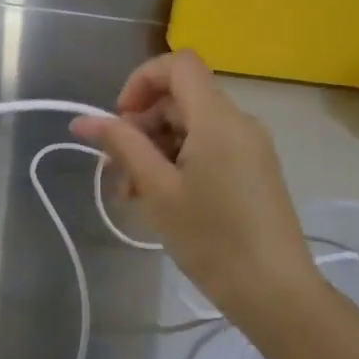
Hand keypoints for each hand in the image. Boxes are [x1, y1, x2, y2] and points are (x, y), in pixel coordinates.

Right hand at [71, 50, 317, 318]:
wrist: (276, 293)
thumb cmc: (211, 238)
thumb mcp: (157, 188)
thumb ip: (121, 145)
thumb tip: (82, 119)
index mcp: (218, 119)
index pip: (178, 64)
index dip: (141, 80)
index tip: (120, 120)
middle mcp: (238, 122)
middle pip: (180, 98)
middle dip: (141, 125)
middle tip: (117, 169)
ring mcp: (250, 146)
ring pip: (191, 125)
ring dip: (155, 148)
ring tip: (134, 193)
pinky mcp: (254, 169)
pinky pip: (209, 146)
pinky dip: (179, 160)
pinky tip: (161, 198)